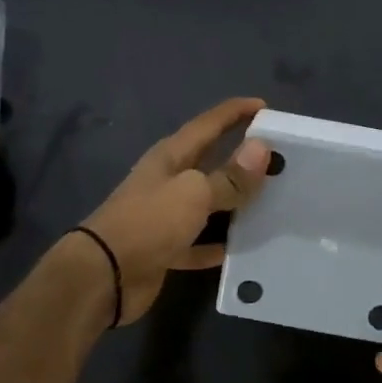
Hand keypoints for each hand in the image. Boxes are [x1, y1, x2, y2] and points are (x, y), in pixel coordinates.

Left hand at [78, 96, 272, 324]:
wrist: (103, 276)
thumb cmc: (148, 222)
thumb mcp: (194, 194)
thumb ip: (229, 176)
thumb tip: (262, 148)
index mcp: (171, 156)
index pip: (208, 124)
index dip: (235, 112)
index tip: (264, 105)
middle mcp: (168, 180)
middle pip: (210, 162)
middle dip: (240, 157)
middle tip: (278, 156)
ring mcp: (165, 215)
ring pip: (207, 202)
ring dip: (233, 201)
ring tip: (270, 200)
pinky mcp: (165, 248)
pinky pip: (198, 242)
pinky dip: (217, 244)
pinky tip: (241, 248)